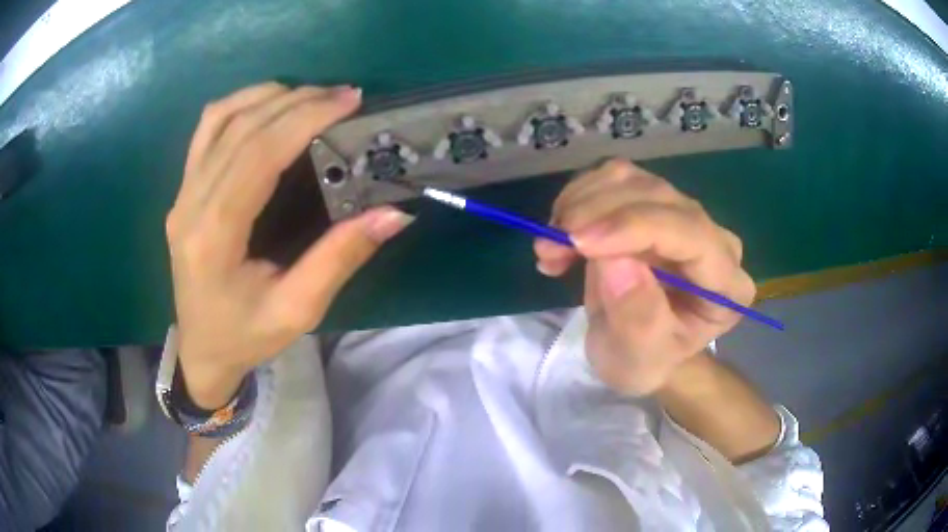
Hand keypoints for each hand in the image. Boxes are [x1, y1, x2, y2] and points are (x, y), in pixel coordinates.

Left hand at [166, 83, 412, 407]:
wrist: (201, 350)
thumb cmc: (245, 336)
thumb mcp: (298, 310)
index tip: (348, 101)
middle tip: (343, 96)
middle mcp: (190, 205)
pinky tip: (268, 106)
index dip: (304, 118)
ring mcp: (181, 194)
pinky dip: (239, 105)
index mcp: (214, 236)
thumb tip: (393, 213)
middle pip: (241, 129)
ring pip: (219, 119)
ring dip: (267, 97)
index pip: (257, 154)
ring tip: (310, 96)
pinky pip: (206, 130)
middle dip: (296, 101)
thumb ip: (340, 258)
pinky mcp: (182, 191)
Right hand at [535, 159, 754, 395]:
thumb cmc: (644, 360)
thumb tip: (615, 261)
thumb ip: (637, 317)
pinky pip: (613, 178)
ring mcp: (683, 214)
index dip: (635, 227)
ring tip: (550, 246)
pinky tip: (562, 233)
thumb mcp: (639, 359)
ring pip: (632, 178)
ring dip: (581, 203)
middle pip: (659, 198)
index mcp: (727, 283)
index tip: (578, 241)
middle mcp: (714, 239)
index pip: (692, 234)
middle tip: (547, 247)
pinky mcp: (653, 202)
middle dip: (596, 214)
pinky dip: (577, 198)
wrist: (637, 348)